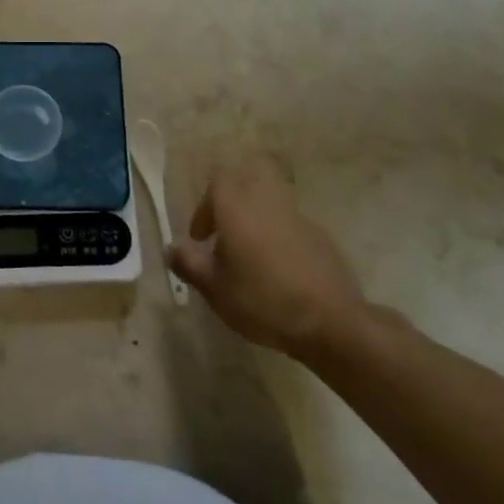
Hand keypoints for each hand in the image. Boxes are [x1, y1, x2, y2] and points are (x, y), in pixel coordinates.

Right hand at [167, 158, 368, 361]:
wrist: (331, 321)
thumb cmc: (263, 300)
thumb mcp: (214, 289)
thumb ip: (188, 264)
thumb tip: (172, 248)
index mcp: (237, 207)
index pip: (217, 181)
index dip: (204, 206)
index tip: (201, 238)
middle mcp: (266, 202)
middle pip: (245, 183)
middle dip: (230, 205)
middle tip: (224, 238)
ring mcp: (298, 217)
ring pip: (269, 202)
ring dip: (255, 220)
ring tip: (250, 257)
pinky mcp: (320, 236)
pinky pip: (290, 225)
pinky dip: (279, 237)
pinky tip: (280, 271)